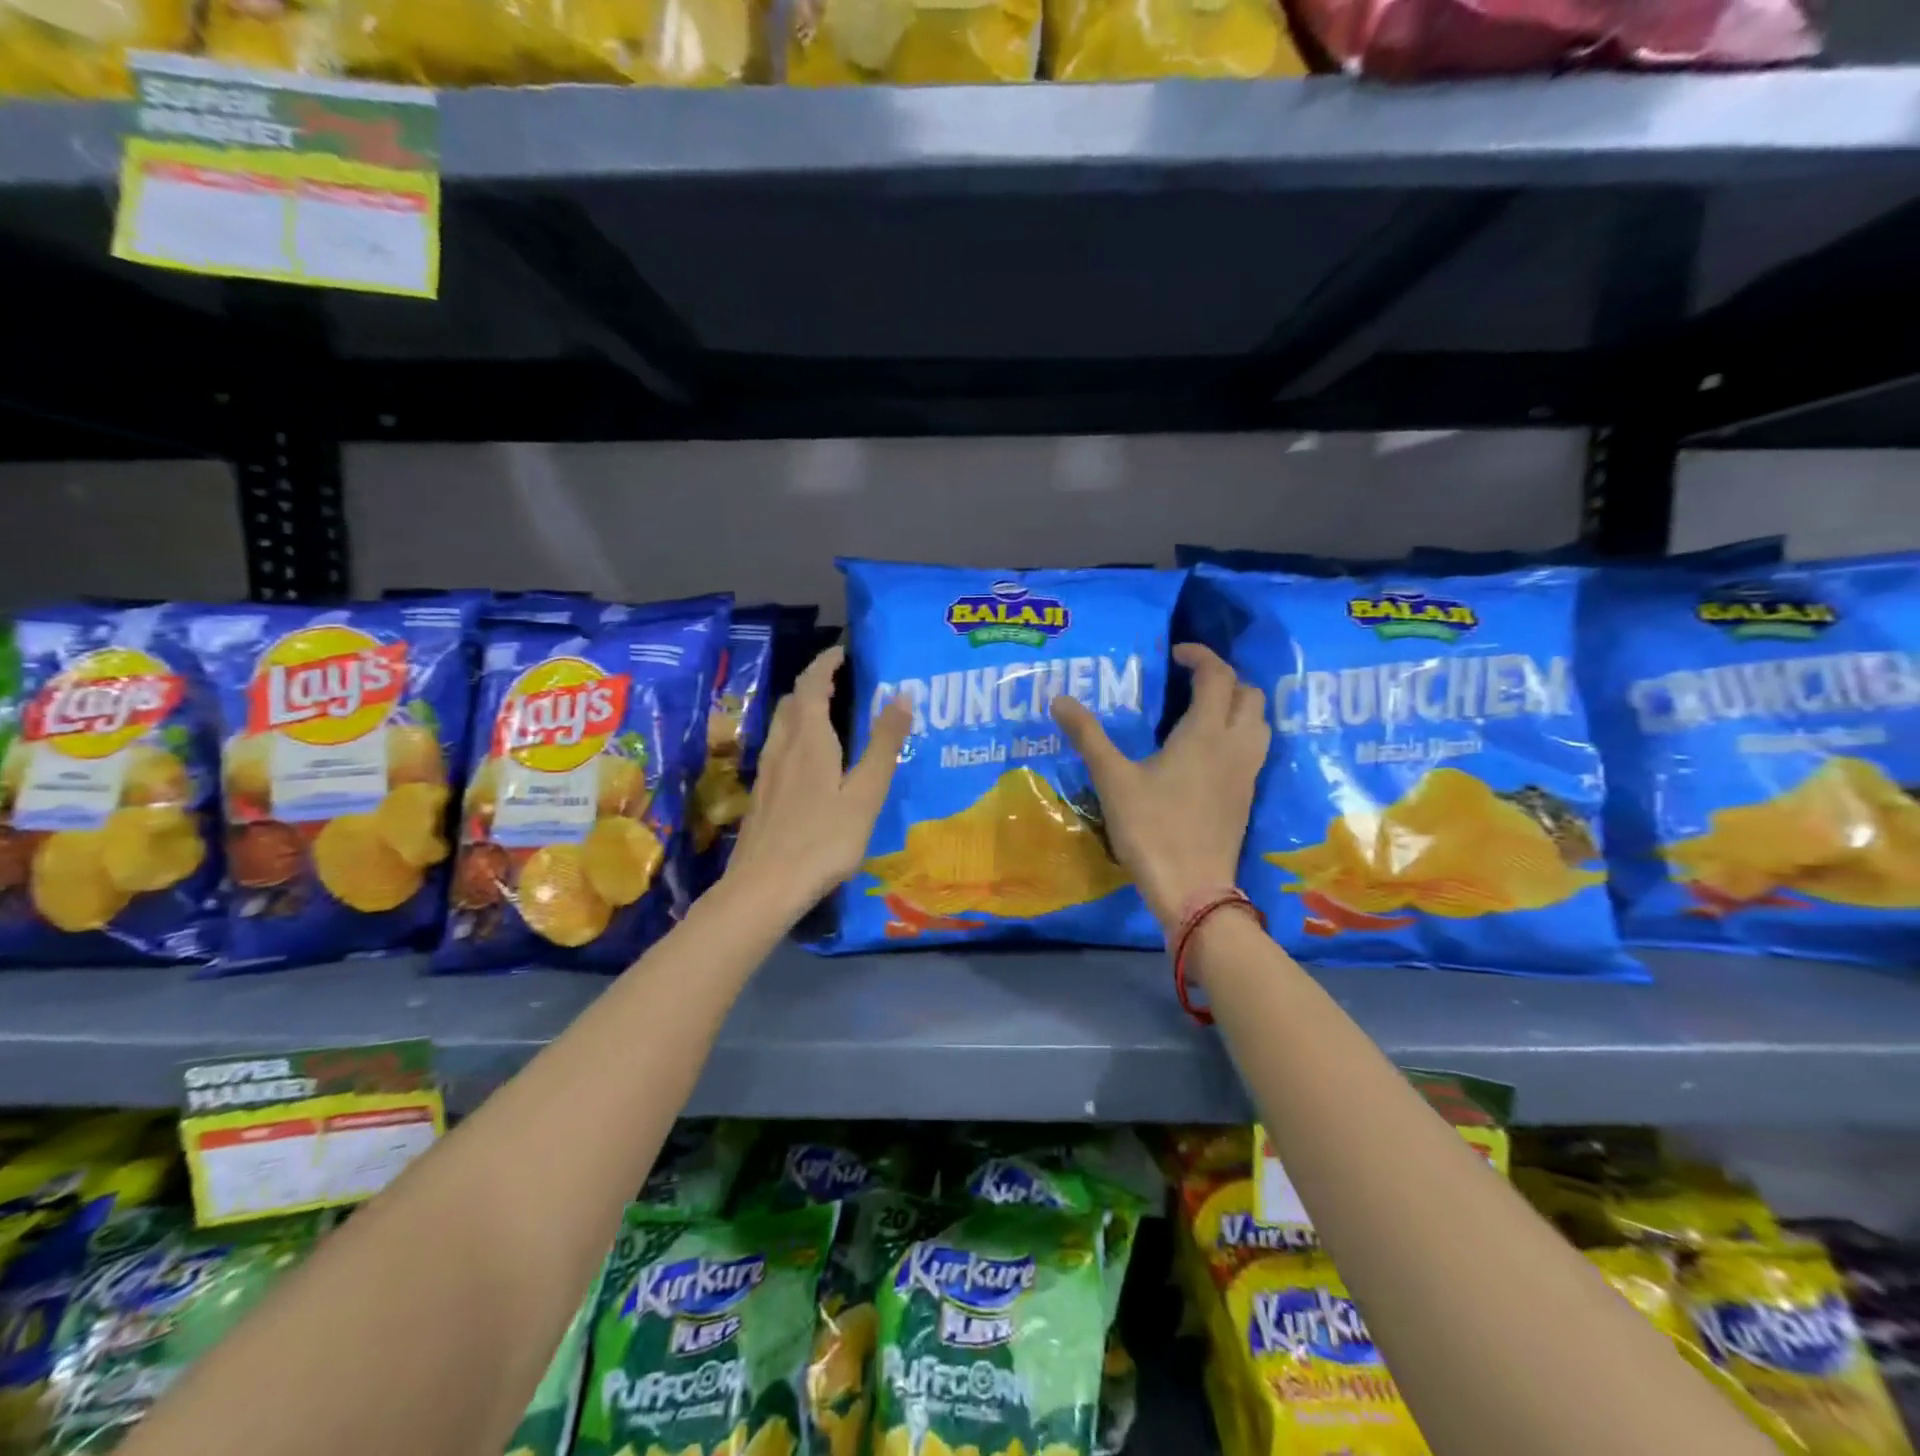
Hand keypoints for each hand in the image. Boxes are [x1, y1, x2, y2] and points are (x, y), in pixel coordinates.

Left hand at [723, 646, 912, 919]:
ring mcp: (768, 771)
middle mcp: (784, 747)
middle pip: (793, 701)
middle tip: (840, 679)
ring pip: (783, 724)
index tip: (842, 652)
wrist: (764, 886)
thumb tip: (901, 695)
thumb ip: (883, 745)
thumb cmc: (823, 839)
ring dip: (803, 707)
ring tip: (828, 712)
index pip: (812, 685)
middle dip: (814, 682)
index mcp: (809, 739)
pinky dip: (796, 734)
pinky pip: (779, 747)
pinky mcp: (763, 794)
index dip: (825, 664)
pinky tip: (809, 758)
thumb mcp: (865, 793)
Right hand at [1050, 643, 1269, 933]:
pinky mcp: (1246, 796)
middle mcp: (1235, 745)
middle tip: (1189, 681)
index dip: (1200, 656)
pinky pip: (1254, 748)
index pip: (1218, 676)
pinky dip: (1239, 733)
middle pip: (1249, 694)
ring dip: (1238, 705)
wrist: (1192, 889)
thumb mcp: (1113, 780)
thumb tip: (1060, 700)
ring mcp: (1247, 773)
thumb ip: (1089, 736)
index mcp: (1205, 733)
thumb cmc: (1152, 829)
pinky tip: (1208, 750)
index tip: (1175, 653)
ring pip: (1259, 722)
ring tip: (1202, 710)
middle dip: (1224, 678)